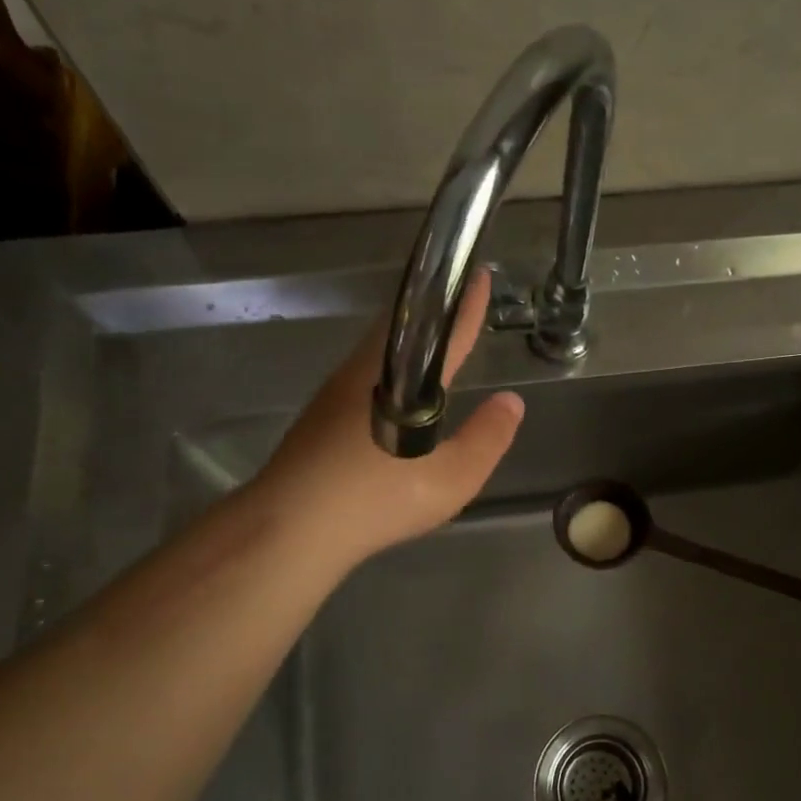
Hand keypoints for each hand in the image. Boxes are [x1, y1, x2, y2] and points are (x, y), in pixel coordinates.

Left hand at [250, 273, 523, 574]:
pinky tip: (397, 389)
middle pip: (403, 326)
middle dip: (433, 313)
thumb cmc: (376, 500)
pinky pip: (365, 371)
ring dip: (409, 338)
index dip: (465, 305)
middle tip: (461, 308)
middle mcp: (366, 371)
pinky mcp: (320, 411)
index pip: (443, 332)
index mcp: (402, 381)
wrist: (289, 527)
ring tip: (436, 345)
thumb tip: (511, 401)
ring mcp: (336, 389)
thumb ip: (487, 439)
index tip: (478, 273)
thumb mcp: (451, 479)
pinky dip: (391, 364)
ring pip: (380, 348)